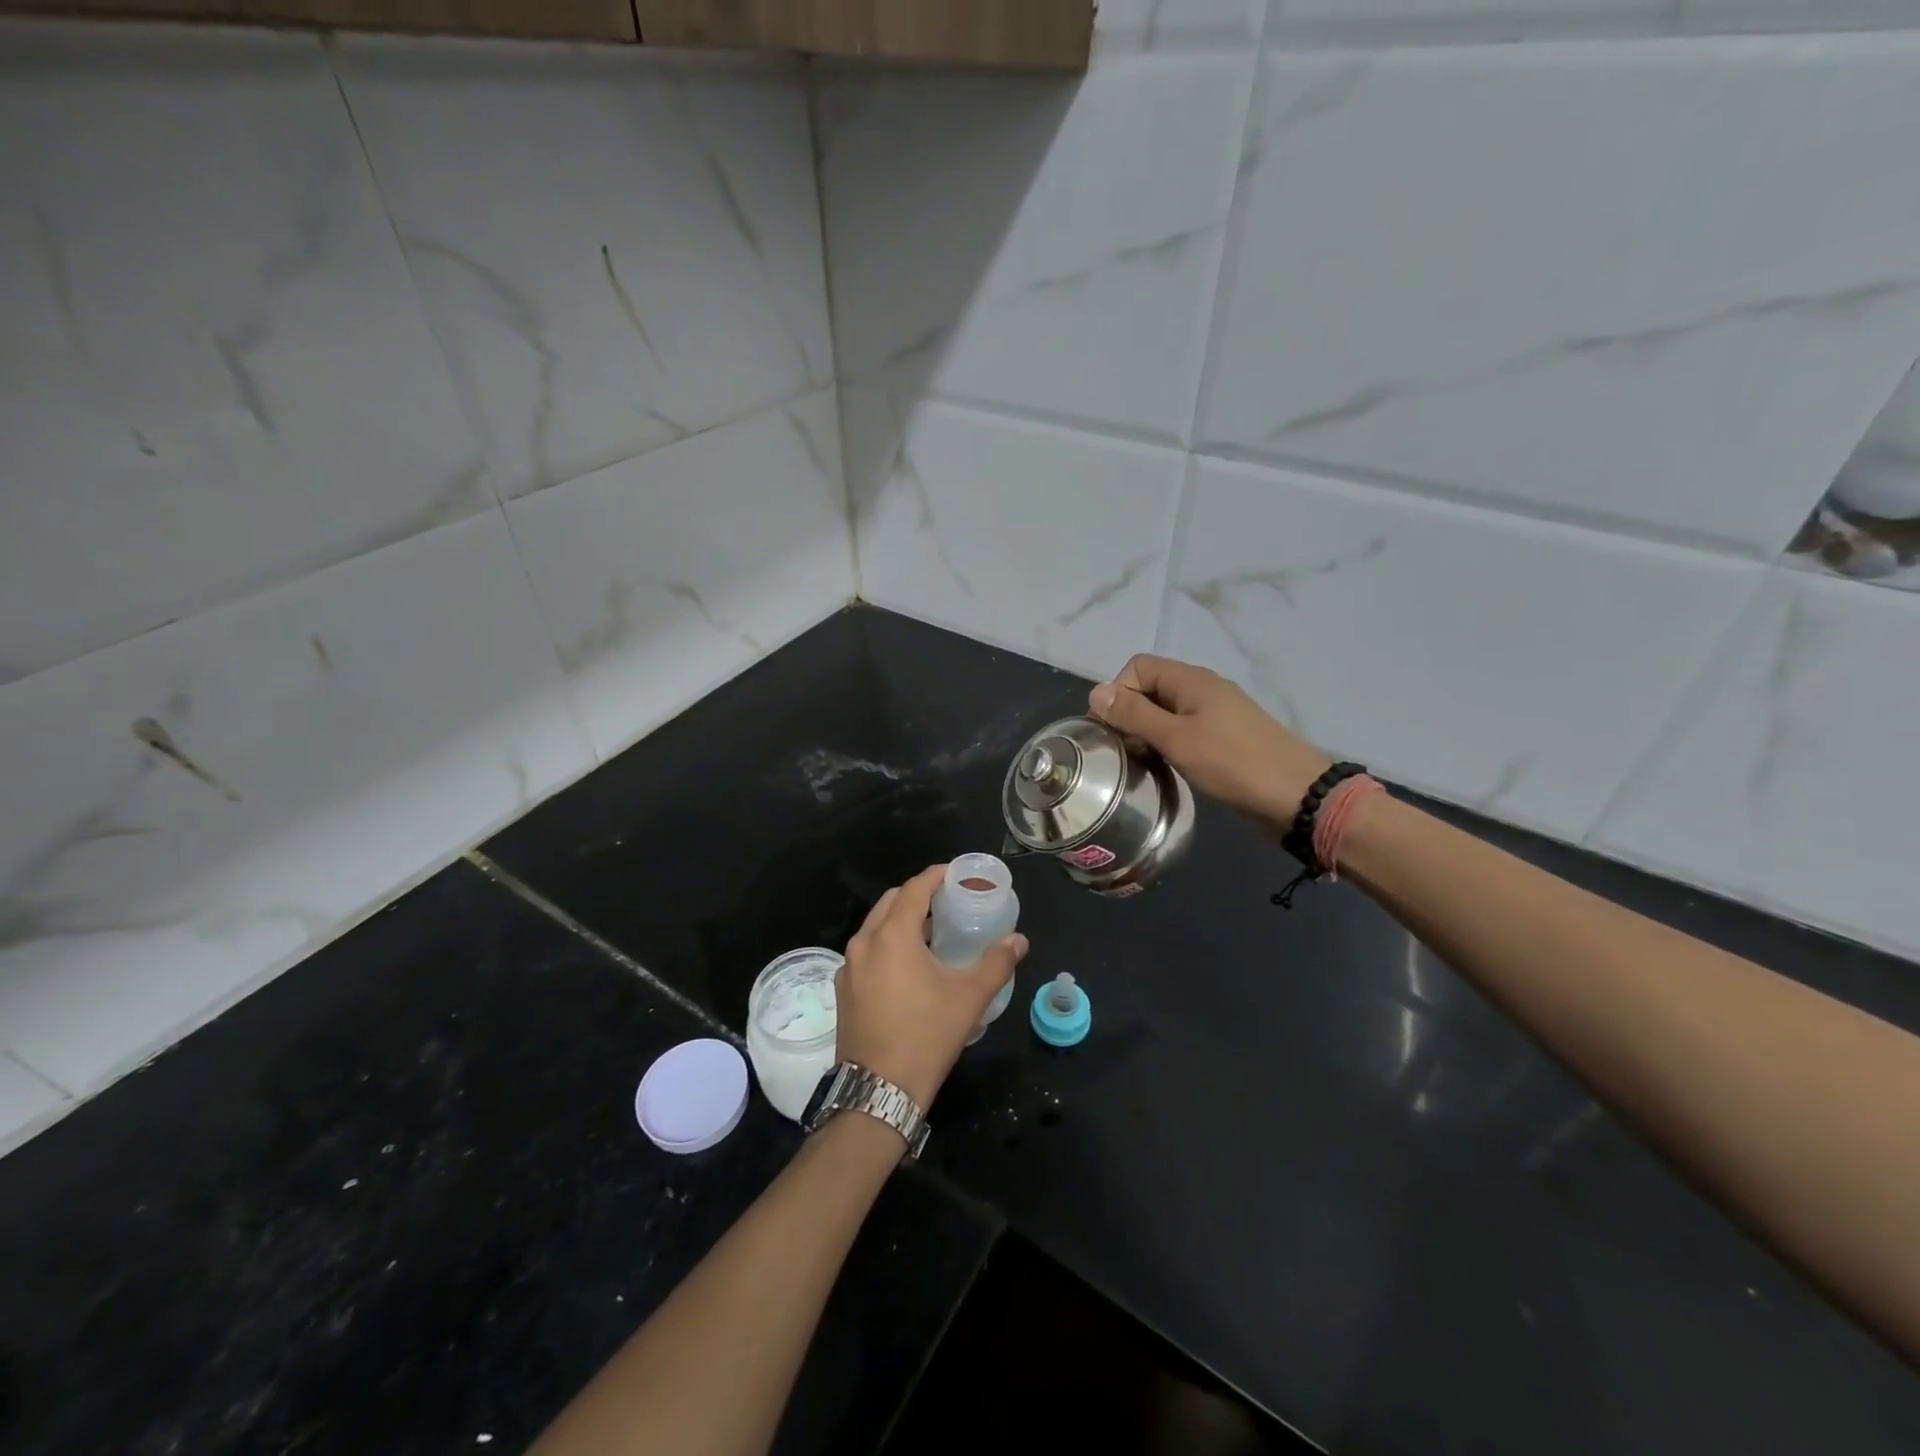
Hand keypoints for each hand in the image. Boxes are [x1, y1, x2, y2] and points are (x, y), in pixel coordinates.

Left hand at [836, 865, 1026, 1109]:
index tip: (958, 875)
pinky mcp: (844, 989)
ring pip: (875, 927)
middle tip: (947, 902)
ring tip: (931, 932)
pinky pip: (866, 951)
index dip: (937, 876)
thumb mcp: (969, 998)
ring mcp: (848, 967)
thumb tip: (1019, 940)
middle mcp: (864, 943)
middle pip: (891, 902)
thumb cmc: (926, 1036)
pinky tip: (908, 966)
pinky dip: (887, 944)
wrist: (878, 1090)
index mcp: (892, 936)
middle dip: (918, 895)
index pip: (914, 889)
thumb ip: (996, 963)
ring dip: (901, 920)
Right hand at [1089, 654, 1331, 830]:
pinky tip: (1165, 767)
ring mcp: (1215, 714)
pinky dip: (1167, 743)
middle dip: (1129, 714)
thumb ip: (1134, 715)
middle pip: (1150, 688)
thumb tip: (1096, 692)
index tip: (1109, 730)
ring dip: (1147, 731)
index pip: (1137, 667)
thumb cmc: (1232, 763)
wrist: (1297, 796)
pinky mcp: (1224, 738)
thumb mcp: (1176, 738)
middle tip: (1121, 751)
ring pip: (1166, 712)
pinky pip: (1183, 730)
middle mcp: (1202, 689)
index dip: (1117, 692)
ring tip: (1139, 762)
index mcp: (1191, 680)